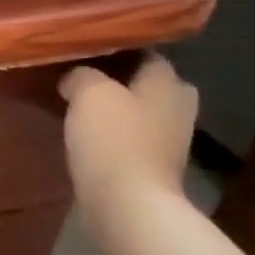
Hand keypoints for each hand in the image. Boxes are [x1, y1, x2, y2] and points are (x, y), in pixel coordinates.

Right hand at [58, 55, 197, 220]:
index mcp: (168, 82)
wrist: (128, 203)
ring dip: (118, 110)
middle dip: (121, 81)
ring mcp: (171, 139)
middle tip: (84, 81)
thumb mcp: (89, 94)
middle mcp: (178, 105)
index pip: (146, 53)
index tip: (85, 53)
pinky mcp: (155, 165)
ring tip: (81, 108)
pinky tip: (90, 137)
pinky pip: (133, 138)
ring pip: (141, 112)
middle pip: (148, 84)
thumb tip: (75, 77)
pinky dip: (116, 135)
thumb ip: (82, 76)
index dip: (116, 51)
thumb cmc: (114, 140)